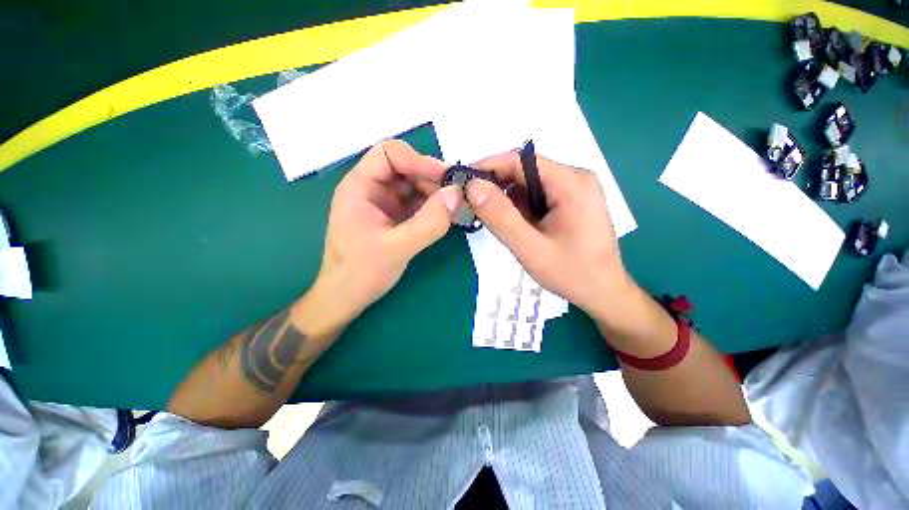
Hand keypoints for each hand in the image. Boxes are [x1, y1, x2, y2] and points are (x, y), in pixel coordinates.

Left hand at [317, 140, 459, 318]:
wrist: (346, 298)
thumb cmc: (362, 273)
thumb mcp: (398, 248)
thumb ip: (429, 222)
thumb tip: (456, 194)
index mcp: (360, 187)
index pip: (389, 153)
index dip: (419, 161)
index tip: (445, 179)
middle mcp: (371, 189)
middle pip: (405, 168)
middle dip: (432, 179)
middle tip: (457, 196)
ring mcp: (383, 204)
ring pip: (413, 185)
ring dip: (435, 193)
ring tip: (456, 208)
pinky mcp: (393, 218)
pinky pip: (415, 203)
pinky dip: (432, 207)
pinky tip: (446, 216)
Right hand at [465, 150, 632, 321]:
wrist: (604, 293)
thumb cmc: (571, 274)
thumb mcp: (530, 249)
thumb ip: (501, 217)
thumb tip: (473, 186)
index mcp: (571, 183)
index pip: (521, 160)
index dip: (488, 166)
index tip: (464, 182)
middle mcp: (575, 178)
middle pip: (525, 170)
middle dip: (497, 187)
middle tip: (474, 207)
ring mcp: (574, 189)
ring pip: (529, 184)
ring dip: (509, 201)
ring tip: (501, 225)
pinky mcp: (571, 201)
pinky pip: (537, 195)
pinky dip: (521, 208)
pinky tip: (520, 228)